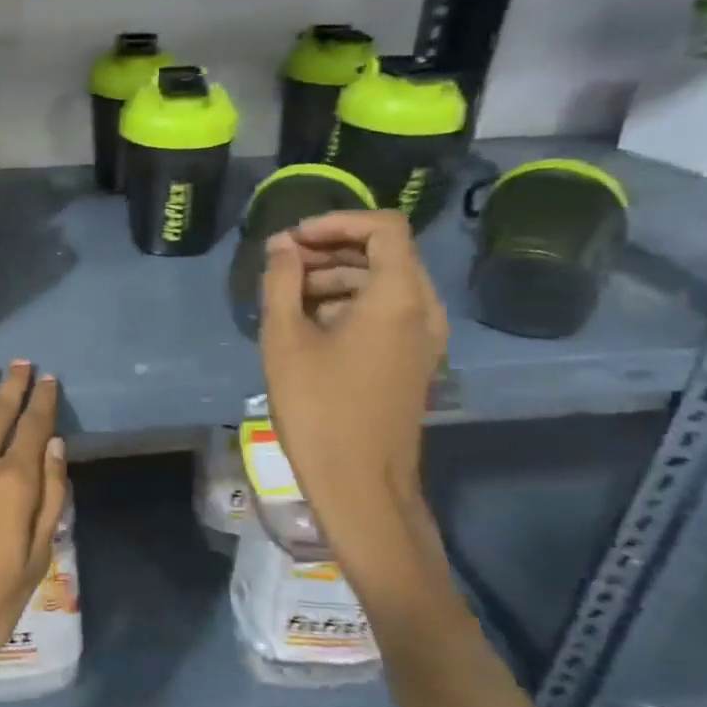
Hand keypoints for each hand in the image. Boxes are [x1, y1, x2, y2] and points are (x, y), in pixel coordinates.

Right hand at [260, 211, 446, 520]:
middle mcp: (423, 309)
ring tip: (287, 295)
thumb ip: (281, 281)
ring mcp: (424, 337)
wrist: (360, 484)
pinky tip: (309, 324)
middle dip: (330, 249)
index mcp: (399, 296)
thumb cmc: (318, 408)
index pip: (382, 227)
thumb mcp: (285, 339)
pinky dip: (350, 303)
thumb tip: (281, 246)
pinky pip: (387, 311)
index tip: (292, 240)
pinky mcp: (414, 359)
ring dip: (337, 276)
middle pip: (384, 252)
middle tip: (281, 264)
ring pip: (384, 282)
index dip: (335, 222)